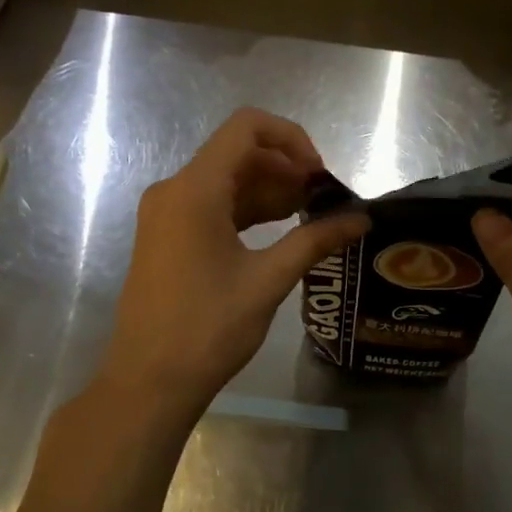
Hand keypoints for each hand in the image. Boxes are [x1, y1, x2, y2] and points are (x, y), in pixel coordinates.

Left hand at [93, 108, 368, 439]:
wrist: (149, 383)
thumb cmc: (207, 329)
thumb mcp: (268, 280)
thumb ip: (316, 240)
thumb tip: (361, 219)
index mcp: (194, 190)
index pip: (246, 127)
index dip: (291, 138)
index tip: (319, 174)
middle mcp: (175, 190)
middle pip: (238, 153)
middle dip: (286, 168)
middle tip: (323, 200)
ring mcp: (167, 213)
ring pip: (227, 180)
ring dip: (270, 190)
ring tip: (310, 217)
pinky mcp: (167, 236)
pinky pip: (212, 205)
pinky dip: (248, 210)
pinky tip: (280, 230)